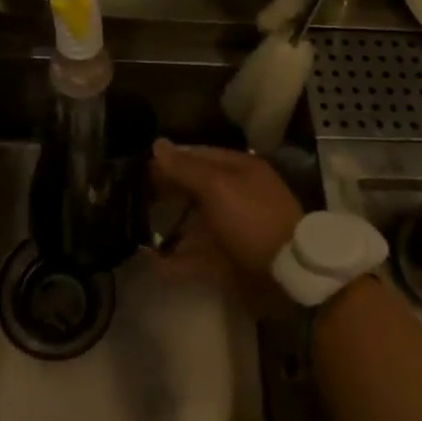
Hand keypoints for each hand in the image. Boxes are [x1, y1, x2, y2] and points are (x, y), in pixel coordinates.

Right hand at [150, 140, 303, 311]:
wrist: (289, 276)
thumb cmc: (253, 219)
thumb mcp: (217, 187)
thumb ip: (185, 168)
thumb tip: (156, 144)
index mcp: (239, 171)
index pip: (198, 155)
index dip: (170, 159)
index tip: (139, 166)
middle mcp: (235, 196)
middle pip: (194, 189)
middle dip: (166, 192)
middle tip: (132, 196)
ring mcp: (232, 231)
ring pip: (193, 224)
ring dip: (167, 228)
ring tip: (135, 229)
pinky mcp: (228, 263)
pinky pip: (196, 258)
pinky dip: (174, 262)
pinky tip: (150, 262)